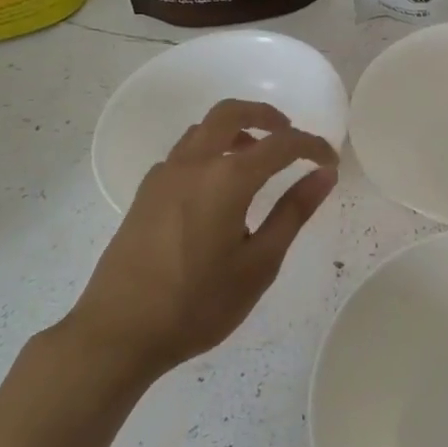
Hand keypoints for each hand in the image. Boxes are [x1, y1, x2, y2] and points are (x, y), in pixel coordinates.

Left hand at [61, 99, 338, 381]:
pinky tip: (218, 189)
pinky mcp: (146, 193)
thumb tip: (324, 175)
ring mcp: (164, 175)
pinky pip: (184, 152)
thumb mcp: (258, 264)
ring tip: (257, 160)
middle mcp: (194, 163)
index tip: (330, 161)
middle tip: (290, 136)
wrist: (117, 333)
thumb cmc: (197, 304)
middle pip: (232, 112)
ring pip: (204, 129)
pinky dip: (210, 150)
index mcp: (227, 178)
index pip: (281, 144)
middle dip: (267, 116)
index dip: (311, 146)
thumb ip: (293, 213)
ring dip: (236, 130)